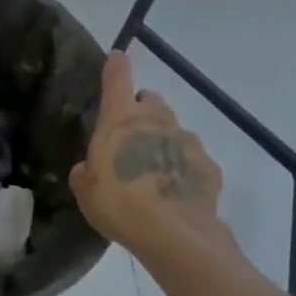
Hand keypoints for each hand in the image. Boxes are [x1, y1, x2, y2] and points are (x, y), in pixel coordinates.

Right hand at [70, 51, 225, 258]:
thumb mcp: (86, 192)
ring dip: (163, 141)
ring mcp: (186, 141)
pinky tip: (176, 192)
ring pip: (173, 129)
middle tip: (131, 137)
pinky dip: (184, 168)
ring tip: (154, 172)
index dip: (116, 64)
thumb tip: (90, 169)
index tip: (116, 58)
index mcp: (120, 119)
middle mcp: (156, 120)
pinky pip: (193, 159)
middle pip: (150, 99)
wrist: (177, 237)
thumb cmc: (120, 205)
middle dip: (141, 110)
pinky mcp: (209, 166)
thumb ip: (85, 173)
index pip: (117, 75)